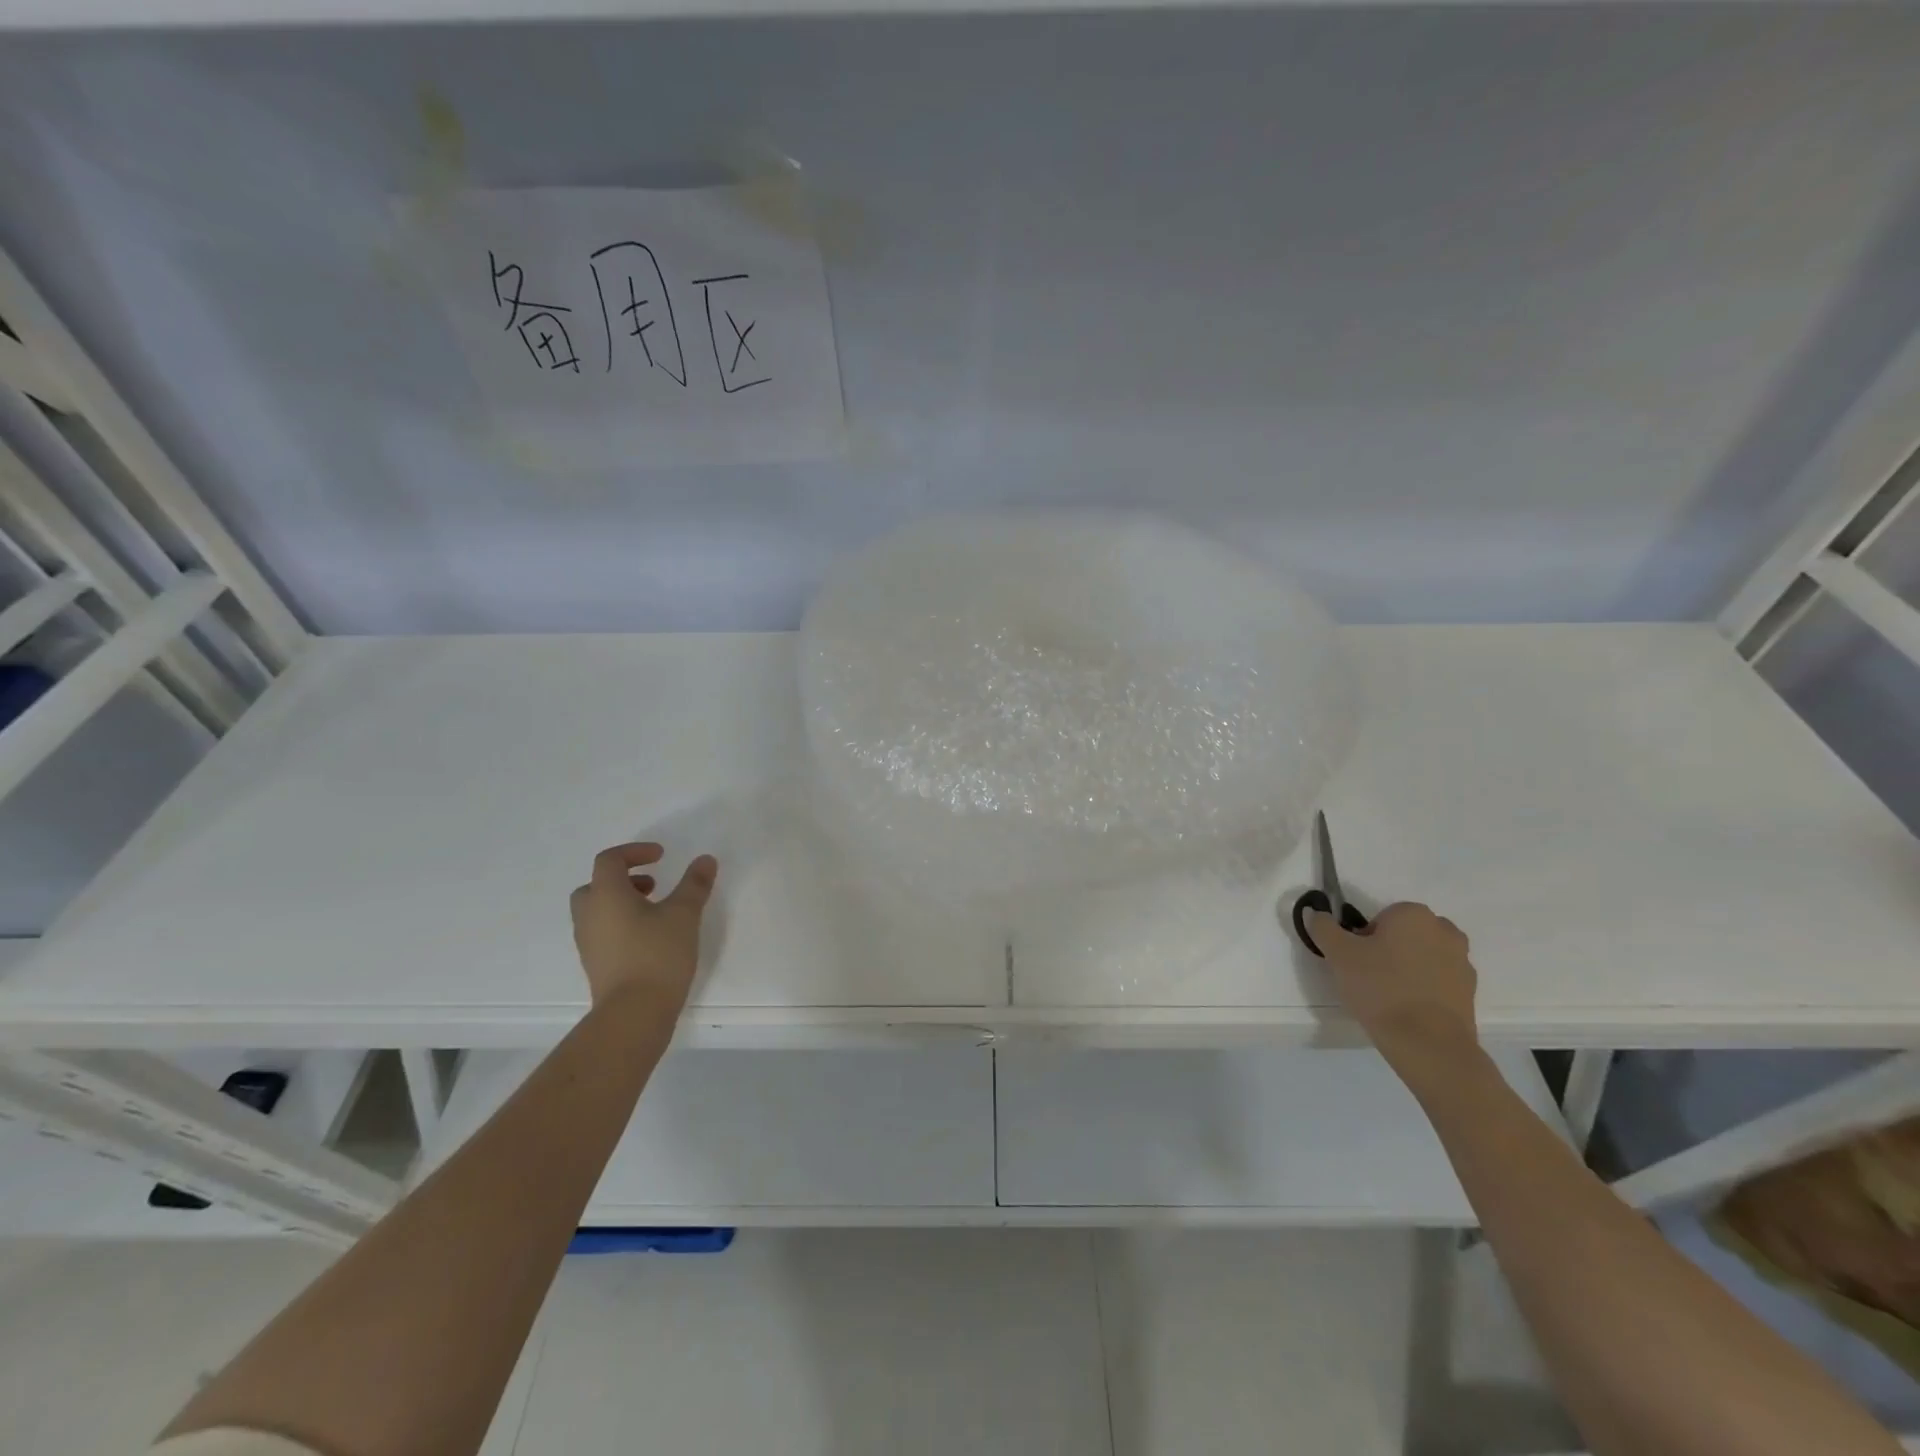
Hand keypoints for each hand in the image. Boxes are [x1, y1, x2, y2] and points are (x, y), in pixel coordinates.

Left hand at [569, 842, 718, 1012]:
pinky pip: (602, 930)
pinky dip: (621, 922)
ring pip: (598, 909)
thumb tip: (705, 860)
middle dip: (625, 878)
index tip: (661, 856)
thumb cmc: (657, 955)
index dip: (635, 851)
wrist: (633, 1013)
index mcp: (606, 895)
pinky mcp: (595, 963)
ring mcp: (588, 942)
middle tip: (654, 884)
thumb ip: (694, 884)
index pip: (610, 860)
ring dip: (623, 901)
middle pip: (597, 884)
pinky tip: (649, 937)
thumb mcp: (684, 914)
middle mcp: (590, 914)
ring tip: (656, 911)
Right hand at [1308, 901, 1478, 1074]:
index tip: (1356, 962)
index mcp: (1413, 914)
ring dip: (1407, 968)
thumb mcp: (1338, 954)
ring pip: (1422, 956)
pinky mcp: (1470, 990)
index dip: (1362, 939)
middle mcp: (1443, 930)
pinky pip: (1438, 979)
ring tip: (1389, 996)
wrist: (1428, 1043)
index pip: (1379, 918)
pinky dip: (1424, 988)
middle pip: (1404, 934)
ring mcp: (1462, 961)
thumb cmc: (1380, 988)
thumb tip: (1316, 913)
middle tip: (1369, 977)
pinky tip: (1408, 1009)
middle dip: (1387, 950)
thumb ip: (1323, 927)